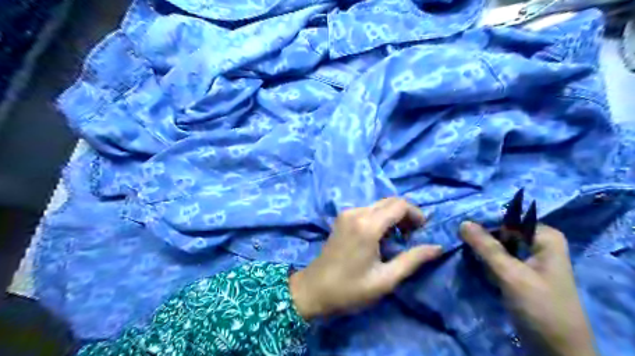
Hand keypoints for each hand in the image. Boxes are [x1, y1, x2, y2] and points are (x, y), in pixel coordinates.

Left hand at [292, 197, 442, 318]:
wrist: (313, 289)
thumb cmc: (349, 289)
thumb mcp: (385, 280)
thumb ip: (412, 260)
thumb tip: (437, 247)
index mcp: (368, 225)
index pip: (399, 205)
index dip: (416, 214)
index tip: (422, 232)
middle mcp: (357, 212)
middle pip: (390, 201)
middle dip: (406, 214)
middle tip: (412, 236)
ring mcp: (347, 213)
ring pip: (379, 204)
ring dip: (393, 216)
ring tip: (398, 239)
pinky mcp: (342, 218)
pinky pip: (368, 210)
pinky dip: (380, 218)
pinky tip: (380, 237)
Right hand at [459, 221, 597, 354]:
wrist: (557, 349)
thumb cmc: (540, 307)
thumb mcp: (511, 274)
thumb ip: (486, 247)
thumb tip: (462, 222)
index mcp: (544, 237)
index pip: (505, 219)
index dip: (482, 223)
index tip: (458, 229)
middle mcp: (538, 243)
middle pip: (501, 232)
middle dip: (480, 238)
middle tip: (457, 242)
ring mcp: (529, 258)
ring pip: (497, 246)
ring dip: (480, 250)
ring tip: (461, 252)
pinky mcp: (520, 272)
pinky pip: (498, 259)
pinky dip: (485, 261)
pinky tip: (471, 263)